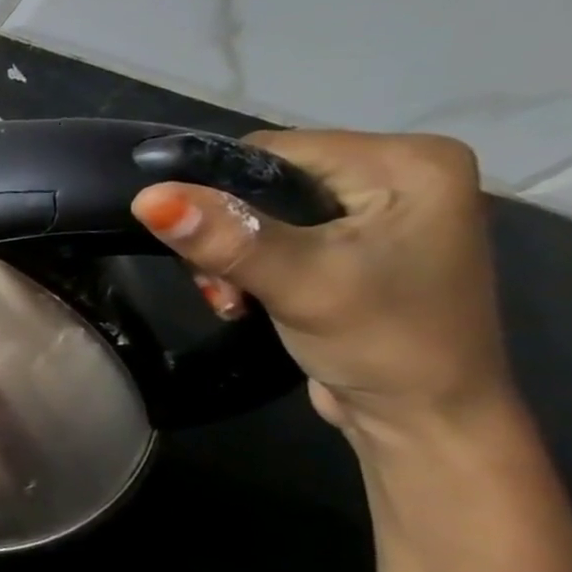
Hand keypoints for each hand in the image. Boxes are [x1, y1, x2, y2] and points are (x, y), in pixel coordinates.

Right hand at [130, 130, 513, 439]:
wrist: (424, 420)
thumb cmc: (381, 343)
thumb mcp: (299, 284)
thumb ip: (226, 237)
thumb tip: (146, 197)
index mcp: (407, 162)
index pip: (270, 151)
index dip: (217, 193)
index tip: (198, 248)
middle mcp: (398, 173)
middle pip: (262, 181)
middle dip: (224, 234)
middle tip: (219, 285)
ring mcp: (378, 210)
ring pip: (259, 211)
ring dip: (229, 255)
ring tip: (232, 298)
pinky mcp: (355, 243)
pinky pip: (275, 234)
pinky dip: (247, 265)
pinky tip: (247, 297)